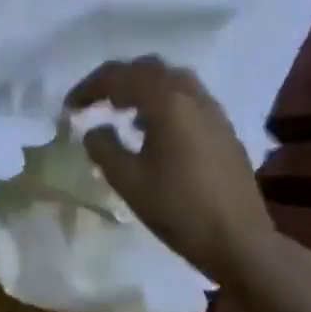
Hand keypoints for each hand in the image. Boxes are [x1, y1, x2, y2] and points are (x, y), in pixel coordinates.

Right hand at [65, 56, 269, 277]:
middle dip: (117, 80)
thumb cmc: (178, 209)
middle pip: (148, 68)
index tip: (70, 107)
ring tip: (123, 113)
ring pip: (171, 80)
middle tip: (96, 102)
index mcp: (167, 101)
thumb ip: (103, 147)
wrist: (240, 243)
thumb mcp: (127, 180)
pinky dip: (164, 102)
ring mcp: (213, 111)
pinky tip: (154, 132)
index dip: (89, 88)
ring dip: (143, 88)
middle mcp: (192, 96)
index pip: (119, 77)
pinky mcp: (224, 129)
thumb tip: (94, 130)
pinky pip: (188, 98)